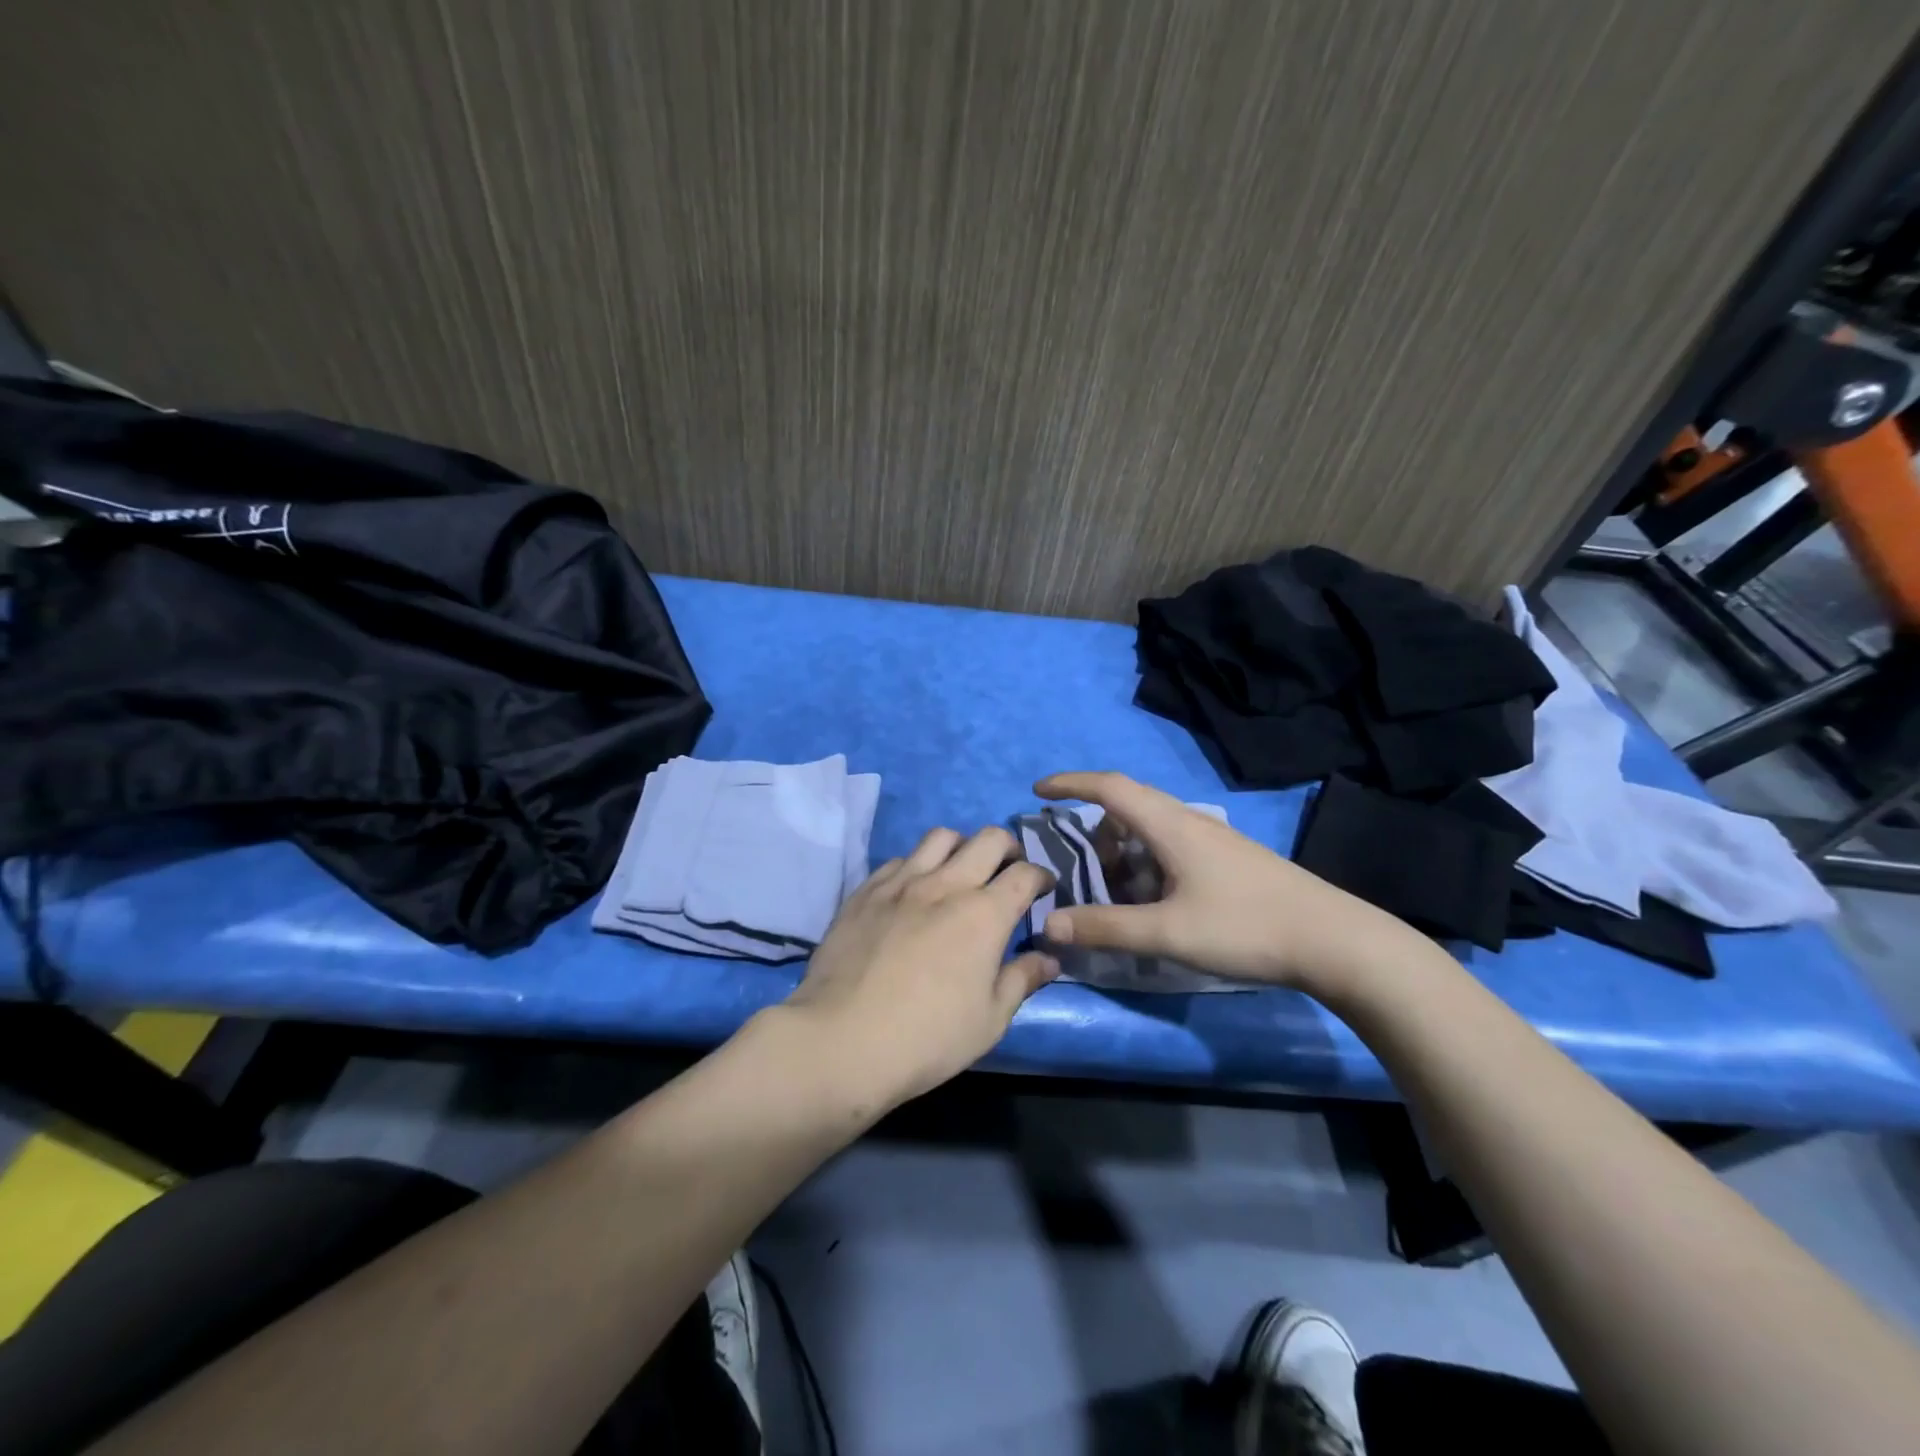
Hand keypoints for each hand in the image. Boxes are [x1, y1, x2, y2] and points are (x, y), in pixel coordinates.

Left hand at [783, 825, 1058, 1107]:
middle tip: (1008, 869)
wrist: (841, 1040)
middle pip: (988, 839)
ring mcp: (901, 882)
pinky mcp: (866, 890)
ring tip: (961, 870)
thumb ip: (1021, 981)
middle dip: (1008, 847)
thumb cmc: (927, 1038)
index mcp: (984, 914)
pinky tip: (914, 890)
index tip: (1044, 889)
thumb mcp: (989, 1021)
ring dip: (961, 846)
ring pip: (941, 837)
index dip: (1042, 876)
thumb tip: (1048, 958)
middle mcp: (946, 885)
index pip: (1025, 874)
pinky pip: (900, 859)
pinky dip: (917, 865)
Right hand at [1034, 771, 1412, 990]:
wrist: (1334, 941)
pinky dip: (1147, 864)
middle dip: (1094, 827)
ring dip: (1123, 851)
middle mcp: (1190, 821)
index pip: (1109, 787)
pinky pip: (1172, 847)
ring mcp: (1214, 840)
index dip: (1070, 784)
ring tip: (1115, 892)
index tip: (1038, 791)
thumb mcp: (1167, 932)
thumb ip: (1105, 927)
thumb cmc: (1245, 927)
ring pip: (1152, 829)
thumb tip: (1048, 924)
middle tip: (1077, 862)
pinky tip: (1156, 902)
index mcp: (1170, 825)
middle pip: (1129, 806)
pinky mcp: (1230, 860)